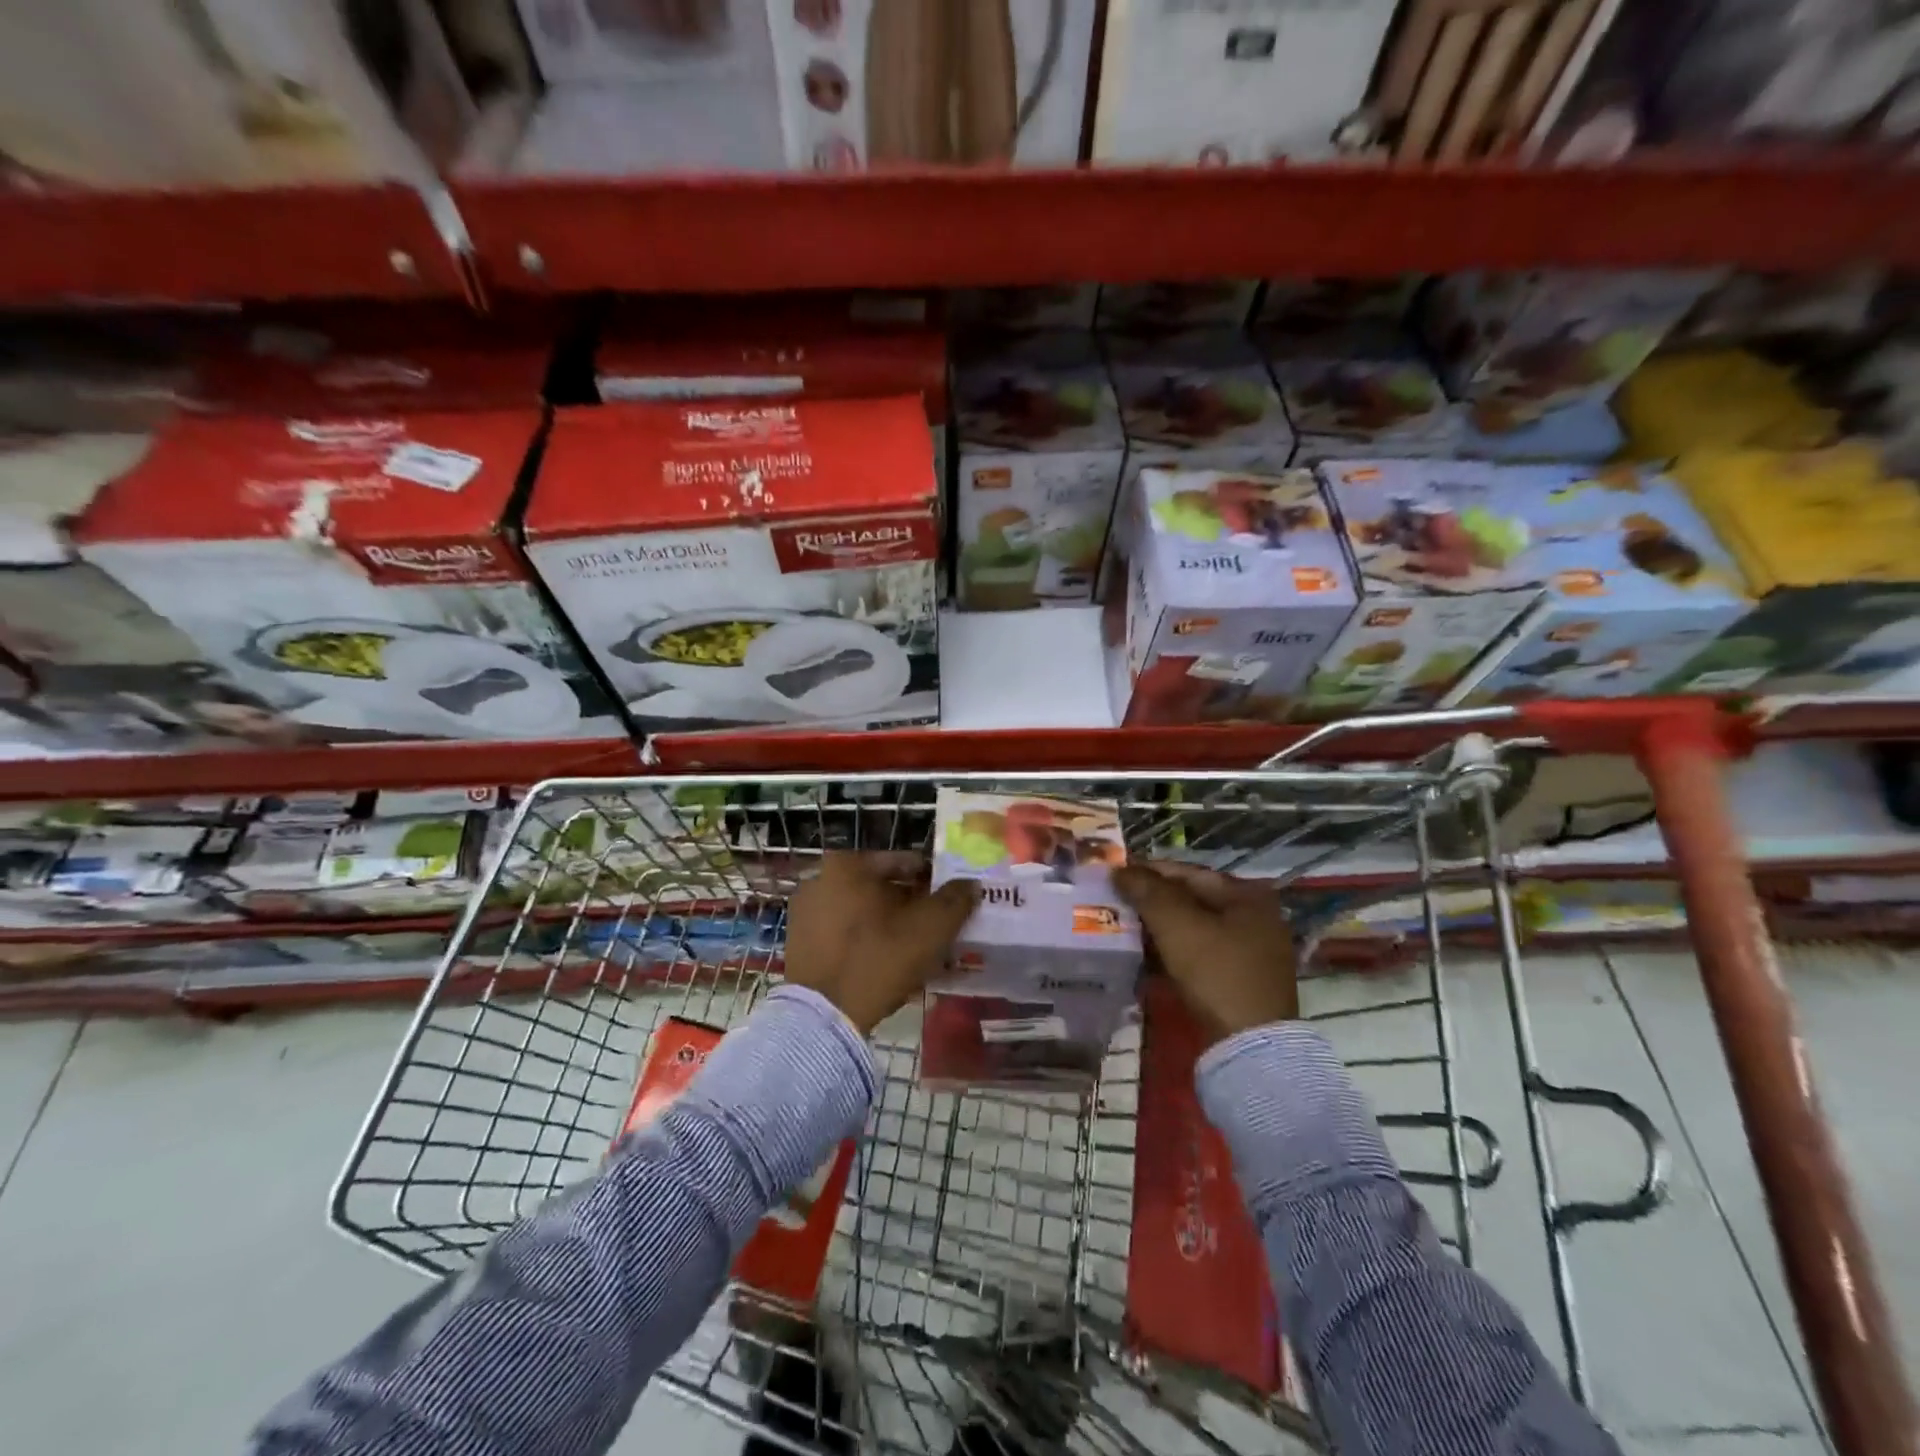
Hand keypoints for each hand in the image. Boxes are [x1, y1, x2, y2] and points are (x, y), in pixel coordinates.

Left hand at [783, 852, 979, 1033]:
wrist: (825, 1017)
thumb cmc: (879, 958)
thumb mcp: (930, 927)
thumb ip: (955, 899)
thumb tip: (970, 884)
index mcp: (847, 865)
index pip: (904, 863)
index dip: (934, 881)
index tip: (953, 900)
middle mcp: (820, 880)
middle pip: (882, 888)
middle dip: (912, 906)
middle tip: (939, 927)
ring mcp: (806, 914)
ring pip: (864, 914)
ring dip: (892, 926)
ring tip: (920, 950)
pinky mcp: (800, 946)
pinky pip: (845, 936)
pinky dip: (868, 944)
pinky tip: (891, 966)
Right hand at [1112, 861, 1297, 1042]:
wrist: (1250, 1046)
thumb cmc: (1216, 973)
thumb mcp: (1177, 925)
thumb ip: (1148, 890)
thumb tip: (1120, 869)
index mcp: (1246, 895)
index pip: (1187, 872)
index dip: (1147, 872)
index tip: (1114, 877)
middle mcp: (1254, 917)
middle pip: (1191, 899)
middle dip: (1151, 902)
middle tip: (1114, 904)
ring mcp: (1250, 951)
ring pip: (1193, 928)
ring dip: (1158, 928)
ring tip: (1122, 929)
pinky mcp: (1240, 980)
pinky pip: (1199, 953)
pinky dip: (1172, 951)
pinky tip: (1144, 956)